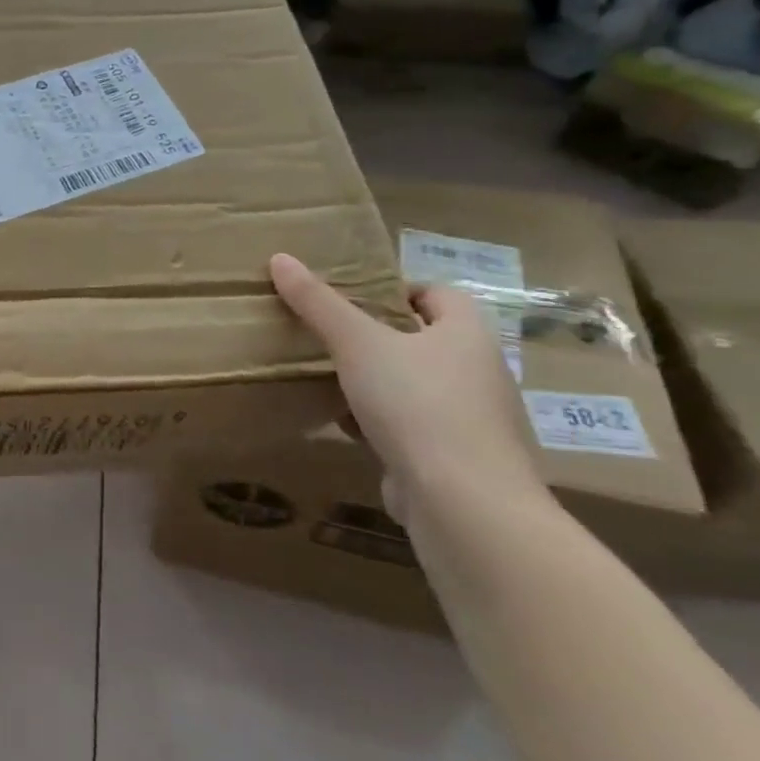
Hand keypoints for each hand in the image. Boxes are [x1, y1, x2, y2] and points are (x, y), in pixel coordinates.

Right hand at [269, 253, 552, 523]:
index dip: (397, 289)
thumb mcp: (357, 344)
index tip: (351, 299)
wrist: (463, 502)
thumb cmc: (417, 405)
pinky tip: (343, 426)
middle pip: (425, 339)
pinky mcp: (455, 457)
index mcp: (468, 334)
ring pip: (415, 385)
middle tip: (328, 336)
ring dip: (376, 382)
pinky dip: (379, 422)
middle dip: (377, 337)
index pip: (439, 294)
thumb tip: (280, 258)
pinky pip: (412, 426)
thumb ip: (318, 303)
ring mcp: (471, 418)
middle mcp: (479, 371)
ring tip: (327, 378)